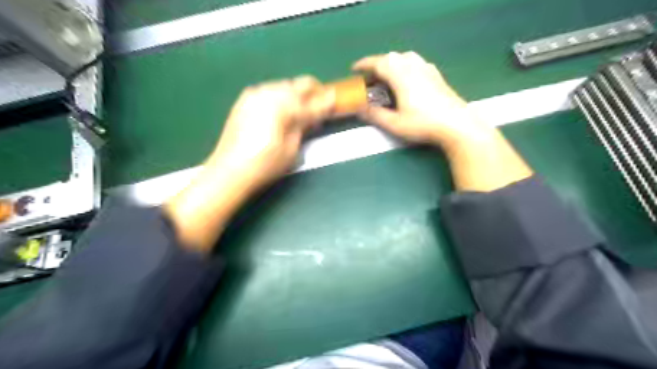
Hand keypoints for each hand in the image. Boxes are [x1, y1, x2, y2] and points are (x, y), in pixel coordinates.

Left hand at [166, 77, 334, 251]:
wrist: (229, 171)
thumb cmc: (265, 165)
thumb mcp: (291, 148)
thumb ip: (304, 125)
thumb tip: (315, 114)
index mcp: (283, 105)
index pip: (313, 101)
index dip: (327, 102)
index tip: (337, 101)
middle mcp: (269, 92)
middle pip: (299, 84)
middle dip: (314, 92)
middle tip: (322, 105)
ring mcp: (255, 94)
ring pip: (284, 86)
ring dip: (297, 95)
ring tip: (302, 111)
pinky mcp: (245, 100)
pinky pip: (270, 91)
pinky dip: (281, 98)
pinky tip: (283, 111)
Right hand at [352, 52, 530, 192]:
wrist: (457, 124)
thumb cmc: (423, 124)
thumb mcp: (395, 123)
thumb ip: (375, 115)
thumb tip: (359, 109)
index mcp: (401, 76)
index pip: (379, 63)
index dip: (364, 65)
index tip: (354, 69)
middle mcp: (414, 66)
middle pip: (391, 58)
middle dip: (377, 65)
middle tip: (369, 78)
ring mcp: (427, 69)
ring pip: (404, 58)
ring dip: (391, 64)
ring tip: (386, 78)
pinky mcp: (436, 74)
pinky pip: (415, 63)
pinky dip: (404, 66)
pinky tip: (406, 80)